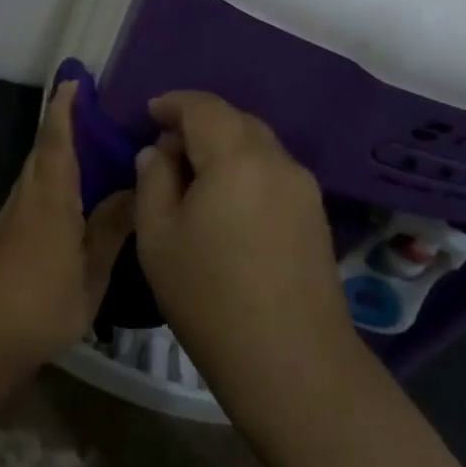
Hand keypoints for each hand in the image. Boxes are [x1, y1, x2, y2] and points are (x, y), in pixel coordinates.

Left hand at [0, 81, 132, 424]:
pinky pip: (32, 189)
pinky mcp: (6, 233)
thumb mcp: (91, 271)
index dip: (65, 108)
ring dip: (55, 149)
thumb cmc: (43, 302)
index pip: (57, 140)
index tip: (73, 79)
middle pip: (43, 149)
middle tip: (93, 108)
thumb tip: (135, 188)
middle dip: (61, 123)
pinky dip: (51, 175)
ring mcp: (12, 214)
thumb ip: (112, 227)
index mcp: (50, 197)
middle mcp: (27, 196)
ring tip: (89, 144)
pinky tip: (71, 190)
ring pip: (36, 169)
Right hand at [132, 90, 353, 419]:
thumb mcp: (158, 237)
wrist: (291, 362)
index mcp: (236, 158)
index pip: (203, 107)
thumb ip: (153, 181)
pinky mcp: (316, 215)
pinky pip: (273, 172)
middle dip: (199, 123)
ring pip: (258, 145)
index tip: (149, 113)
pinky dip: (245, 170)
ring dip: (224, 146)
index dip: (173, 103)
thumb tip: (158, 153)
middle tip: (166, 150)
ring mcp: (304, 188)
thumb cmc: (209, 296)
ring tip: (194, 177)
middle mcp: (277, 161)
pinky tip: (227, 203)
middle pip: (236, 120)